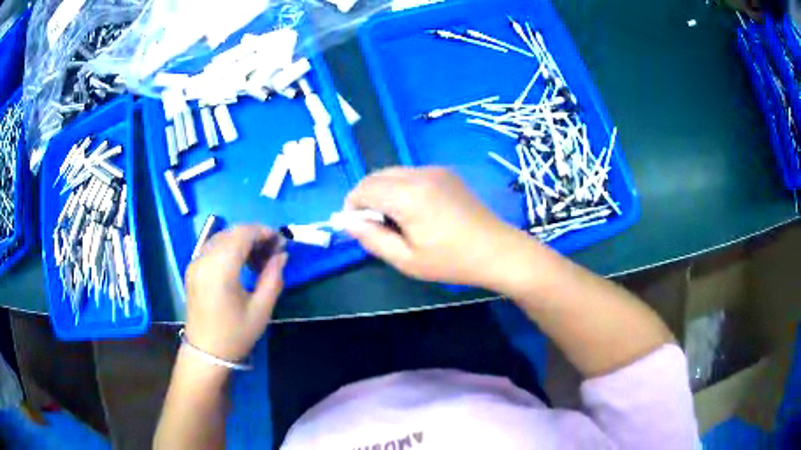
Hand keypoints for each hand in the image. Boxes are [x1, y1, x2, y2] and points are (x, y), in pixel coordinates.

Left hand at [184, 225, 286, 361]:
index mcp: (220, 268)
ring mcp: (195, 262)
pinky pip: (213, 247)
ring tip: (259, 258)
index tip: (281, 242)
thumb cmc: (235, 334)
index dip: (264, 232)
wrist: (206, 353)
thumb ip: (273, 278)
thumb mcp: (261, 310)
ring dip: (242, 240)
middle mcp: (204, 258)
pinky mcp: (193, 268)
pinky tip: (240, 263)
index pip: (243, 234)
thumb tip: (282, 255)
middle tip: (272, 251)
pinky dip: (229, 247)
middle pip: (232, 232)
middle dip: (254, 235)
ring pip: (221, 237)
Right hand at [344, 167, 522, 286]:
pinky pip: (410, 174)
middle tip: (376, 227)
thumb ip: (372, 238)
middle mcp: (419, 174)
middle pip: (376, 176)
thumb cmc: (452, 261)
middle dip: (366, 198)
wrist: (497, 250)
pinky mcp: (445, 172)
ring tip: (396, 221)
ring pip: (392, 173)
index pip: (363, 188)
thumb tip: (347, 223)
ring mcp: (435, 170)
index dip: (352, 207)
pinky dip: (401, 188)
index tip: (358, 229)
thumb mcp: (406, 259)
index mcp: (408, 195)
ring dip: (383, 192)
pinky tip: (415, 211)